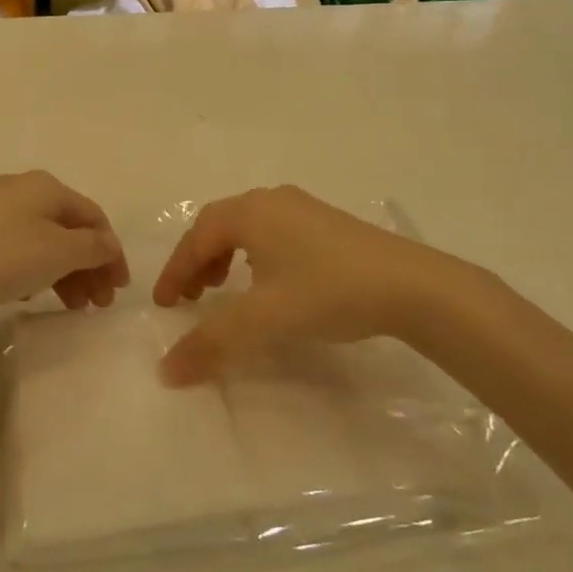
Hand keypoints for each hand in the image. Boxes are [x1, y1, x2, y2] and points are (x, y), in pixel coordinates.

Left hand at [0, 171, 129, 318]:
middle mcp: (23, 189)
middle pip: (69, 229)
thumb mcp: (57, 253)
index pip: (95, 218)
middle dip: (88, 267)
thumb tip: (108, 244)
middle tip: (95, 306)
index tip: (118, 290)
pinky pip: (16, 248)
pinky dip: (33, 270)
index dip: (112, 253)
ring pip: (42, 240)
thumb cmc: (0, 255)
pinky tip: (29, 296)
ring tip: (68, 307)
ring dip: (63, 273)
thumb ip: (92, 248)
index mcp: (48, 187)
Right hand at [152, 186, 462, 385]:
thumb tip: (166, 370)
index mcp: (250, 212)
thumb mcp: (263, 320)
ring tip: (224, 289)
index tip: (162, 304)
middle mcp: (272, 200)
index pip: (196, 238)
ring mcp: (303, 208)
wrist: (410, 286)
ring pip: (248, 227)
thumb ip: (211, 343)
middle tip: (190, 296)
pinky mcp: (327, 224)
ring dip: (225, 256)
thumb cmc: (326, 291)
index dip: (174, 271)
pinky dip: (254, 255)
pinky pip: (273, 232)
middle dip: (198, 260)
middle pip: (219, 225)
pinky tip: (270, 283)